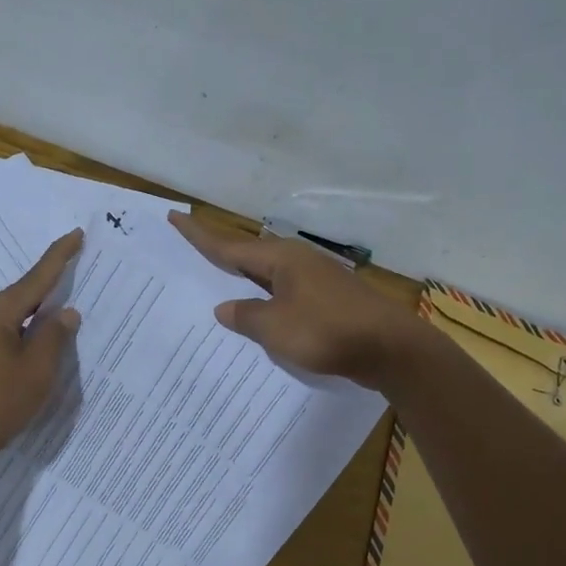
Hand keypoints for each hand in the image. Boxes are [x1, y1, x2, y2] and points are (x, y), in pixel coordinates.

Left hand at [0, 229, 83, 473]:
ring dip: (33, 319)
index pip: (34, 280)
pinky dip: (18, 335)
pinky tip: (30, 348)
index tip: (76, 234)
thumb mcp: (35, 373)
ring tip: (58, 322)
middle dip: (47, 291)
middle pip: (19, 297)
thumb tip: (65, 312)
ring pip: (7, 318)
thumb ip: (54, 338)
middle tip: (75, 278)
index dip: (58, 258)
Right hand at [167, 212, 419, 388]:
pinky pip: (284, 295)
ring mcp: (315, 281)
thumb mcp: (275, 328)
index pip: (228, 246)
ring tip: (217, 286)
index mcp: (281, 259)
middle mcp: (297, 262)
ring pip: (267, 277)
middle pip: (248, 256)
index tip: (175, 216)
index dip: (199, 235)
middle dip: (220, 256)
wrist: (390, 349)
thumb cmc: (328, 332)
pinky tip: (259, 316)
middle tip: (190, 253)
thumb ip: (246, 317)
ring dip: (243, 282)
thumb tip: (224, 308)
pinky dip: (265, 301)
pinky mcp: (327, 301)